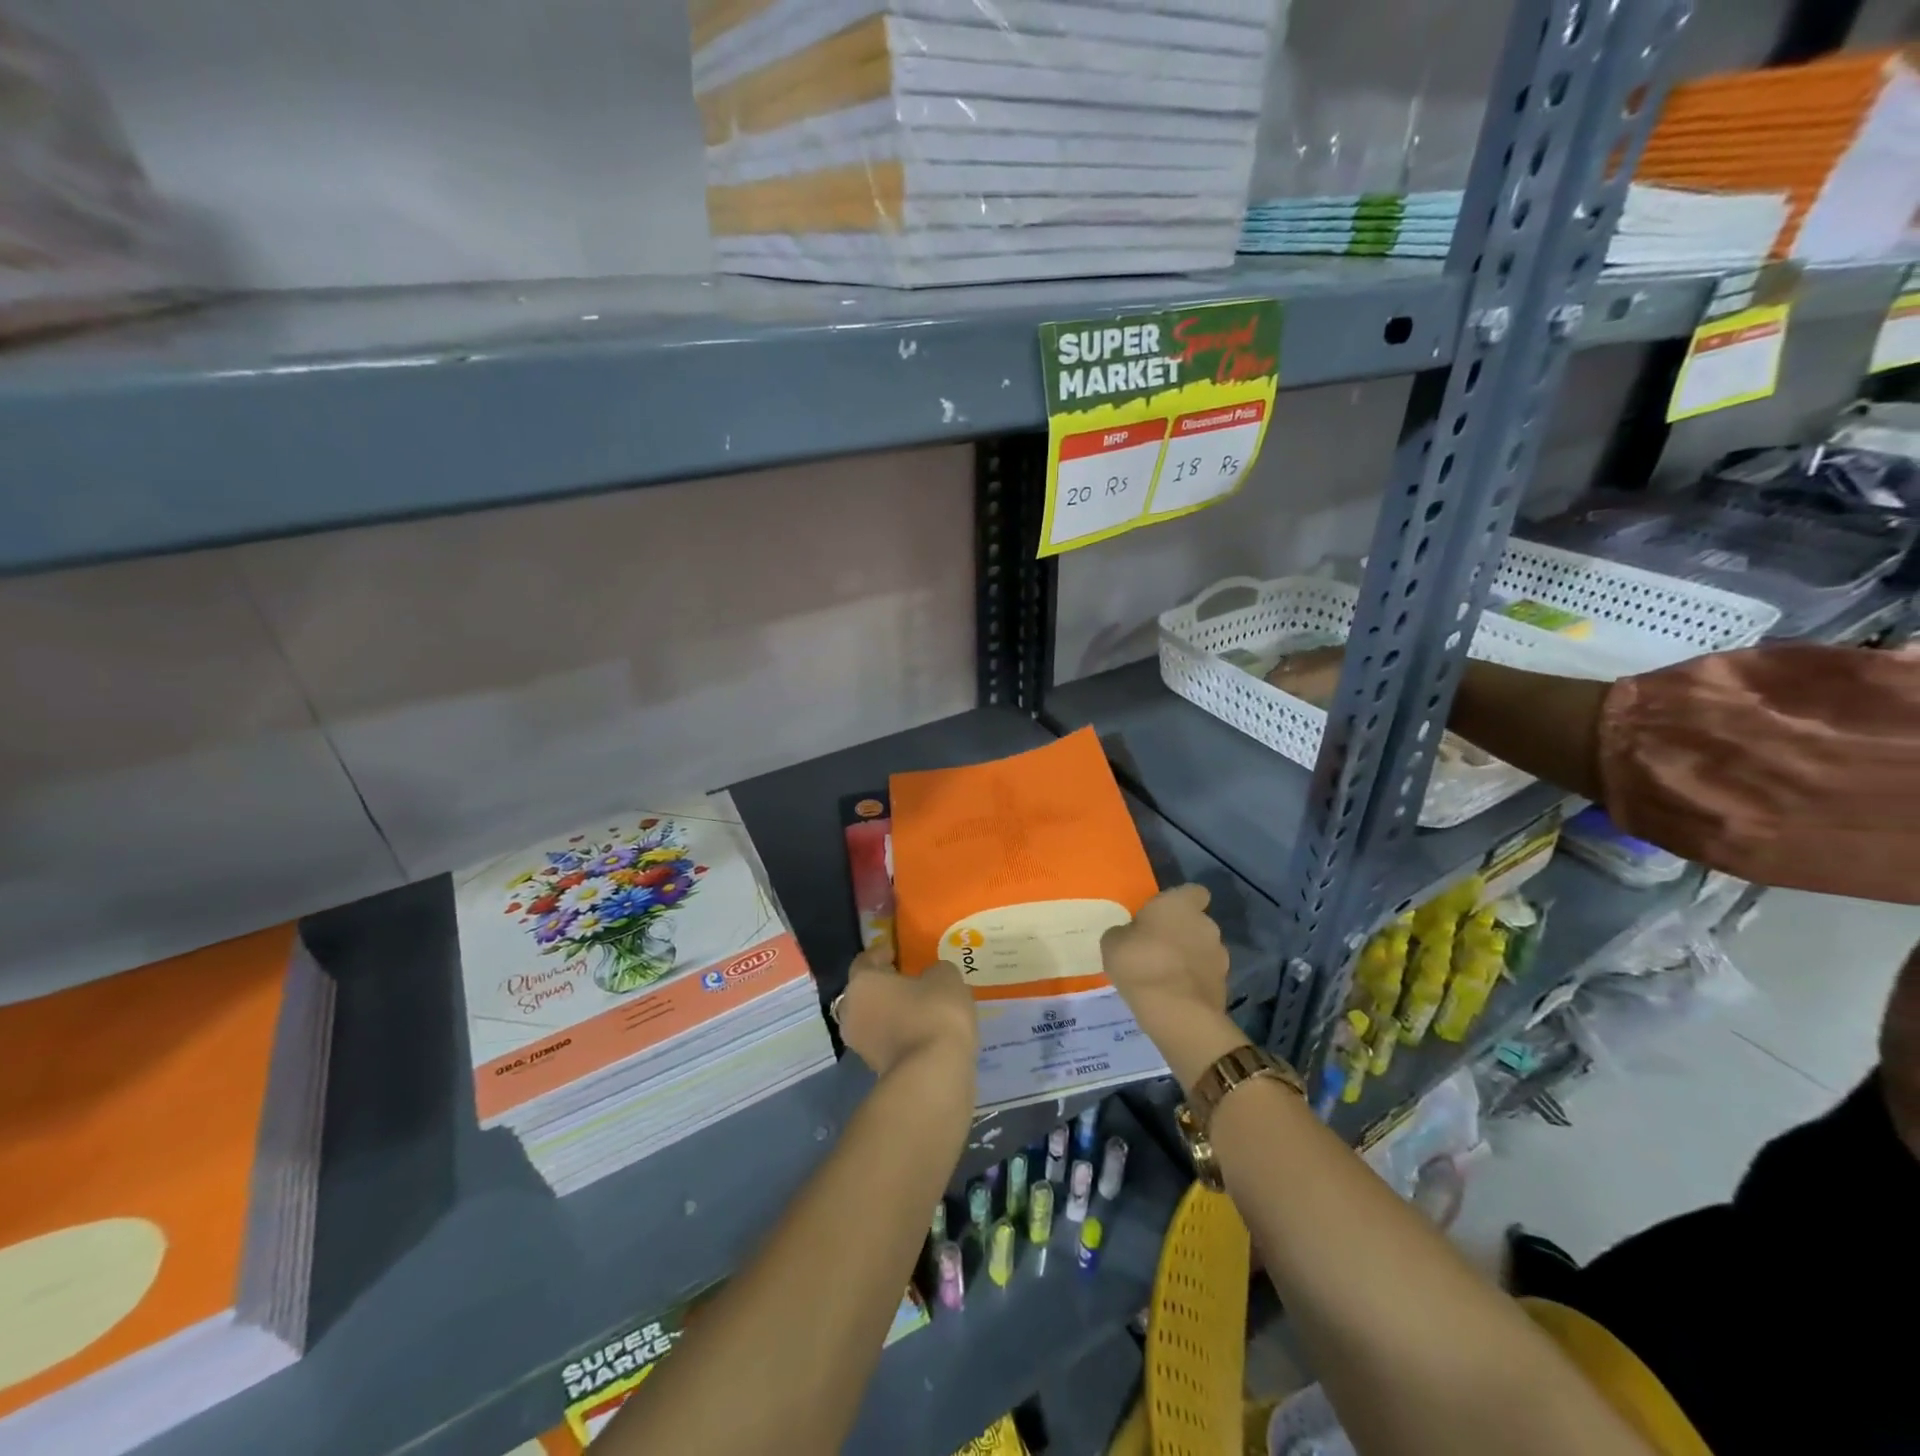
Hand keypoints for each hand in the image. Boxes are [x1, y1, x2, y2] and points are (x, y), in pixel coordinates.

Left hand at [836, 948, 977, 1081]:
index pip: (865, 960)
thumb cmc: (933, 1013)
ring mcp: (860, 1045)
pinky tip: (923, 1031)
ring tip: (920, 1008)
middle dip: (885, 986)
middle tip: (910, 980)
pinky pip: (886, 1041)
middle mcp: (852, 1012)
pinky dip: (900, 1035)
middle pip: (865, 992)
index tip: (899, 952)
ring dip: (892, 1012)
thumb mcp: (945, 978)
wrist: (932, 1076)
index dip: (882, 953)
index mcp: (862, 982)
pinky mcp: (875, 1070)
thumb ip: (935, 971)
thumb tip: (930, 977)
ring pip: (874, 1019)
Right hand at [1101, 884, 1243, 1091]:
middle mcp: (1206, 924)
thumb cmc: (1140, 963)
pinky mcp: (1224, 985)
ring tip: (1165, 976)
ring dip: (1189, 958)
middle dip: (1182, 933)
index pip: (1194, 892)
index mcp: (1180, 905)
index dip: (1181, 901)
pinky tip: (1173, 994)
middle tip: (1157, 948)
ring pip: (1203, 950)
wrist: (1176, 1012)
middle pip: (1197, 923)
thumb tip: (1129, 935)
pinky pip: (1205, 976)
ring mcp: (1220, 956)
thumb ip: (1124, 933)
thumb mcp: (1113, 943)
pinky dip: (1193, 982)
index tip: (1164, 914)